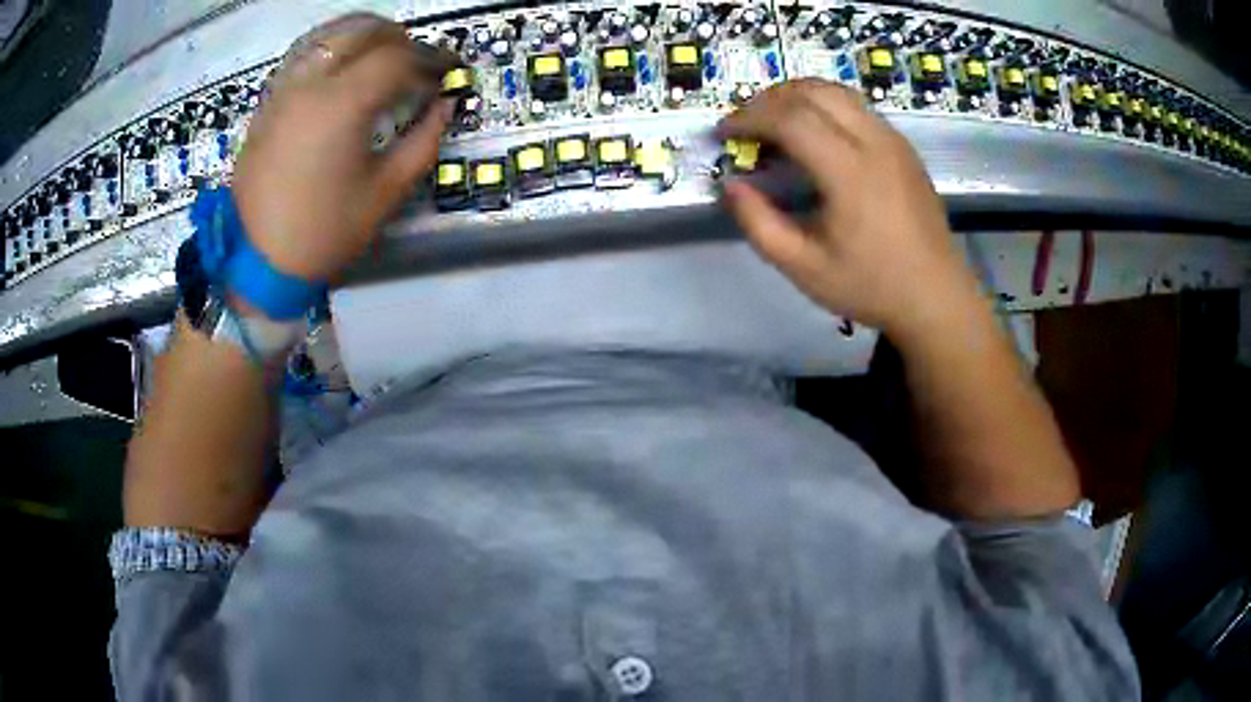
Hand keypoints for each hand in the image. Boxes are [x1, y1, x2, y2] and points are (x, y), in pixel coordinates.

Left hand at [232, 13, 453, 281]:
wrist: (257, 261)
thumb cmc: (324, 232)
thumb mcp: (385, 193)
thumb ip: (423, 142)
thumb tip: (444, 107)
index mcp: (342, 105)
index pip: (397, 58)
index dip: (431, 60)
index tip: (448, 72)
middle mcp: (310, 84)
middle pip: (363, 31)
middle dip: (399, 38)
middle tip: (416, 61)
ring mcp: (284, 89)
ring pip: (328, 34)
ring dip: (363, 34)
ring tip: (382, 53)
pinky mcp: (268, 102)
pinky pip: (303, 54)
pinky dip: (330, 47)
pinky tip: (341, 65)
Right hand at [717, 79, 982, 338]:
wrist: (936, 297)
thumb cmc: (871, 286)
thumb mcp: (804, 268)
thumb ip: (759, 224)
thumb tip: (730, 184)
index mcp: (850, 171)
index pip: (790, 118)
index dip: (748, 118)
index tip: (723, 134)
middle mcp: (875, 142)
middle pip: (813, 91)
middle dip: (768, 99)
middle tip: (745, 124)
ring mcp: (894, 140)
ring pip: (837, 92)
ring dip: (797, 96)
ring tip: (773, 123)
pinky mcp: (904, 147)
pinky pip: (857, 107)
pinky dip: (824, 106)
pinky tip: (814, 136)